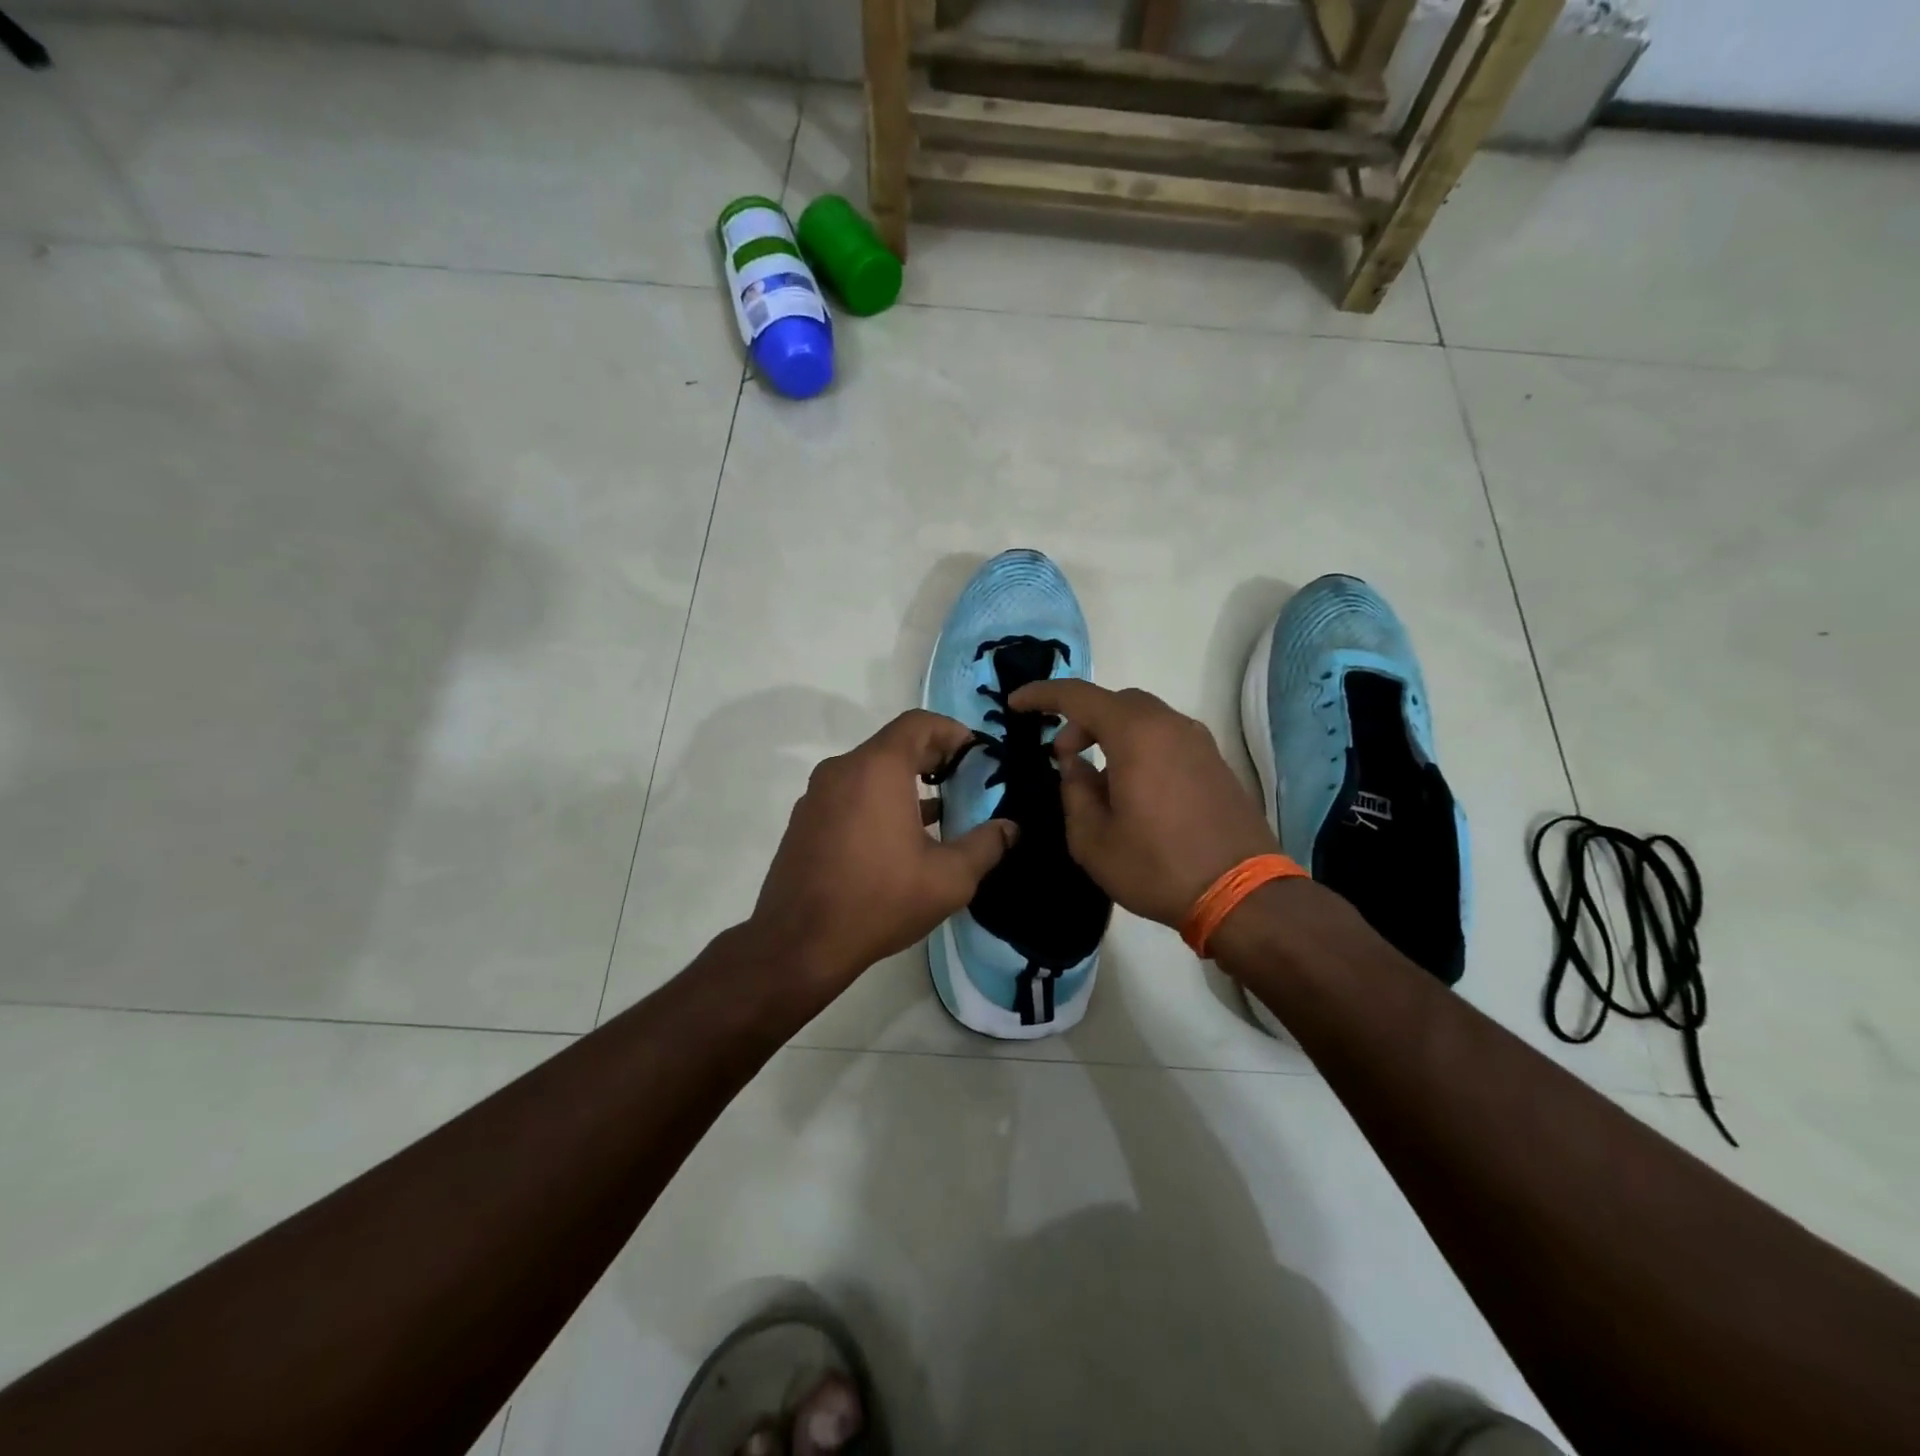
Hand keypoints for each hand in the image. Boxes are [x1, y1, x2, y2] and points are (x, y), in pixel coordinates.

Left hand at [751, 710, 1016, 985]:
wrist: (799, 943)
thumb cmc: (879, 900)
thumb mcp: (948, 879)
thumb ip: (986, 846)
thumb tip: (1010, 829)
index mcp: (877, 769)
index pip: (918, 723)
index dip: (952, 731)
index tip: (976, 755)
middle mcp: (842, 769)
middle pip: (893, 744)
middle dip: (933, 757)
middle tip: (964, 782)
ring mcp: (817, 794)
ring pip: (869, 770)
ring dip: (904, 781)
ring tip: (938, 811)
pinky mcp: (805, 820)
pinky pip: (849, 793)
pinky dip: (877, 799)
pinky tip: (898, 836)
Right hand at [1008, 681, 1277, 927]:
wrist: (1241, 894)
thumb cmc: (1157, 865)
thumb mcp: (1093, 839)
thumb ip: (1074, 791)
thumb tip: (1075, 766)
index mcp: (1136, 734)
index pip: (1078, 696)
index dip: (1042, 695)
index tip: (1015, 704)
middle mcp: (1170, 725)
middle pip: (1116, 702)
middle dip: (1081, 720)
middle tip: (1062, 755)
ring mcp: (1199, 742)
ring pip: (1144, 719)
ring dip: (1112, 734)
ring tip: (1096, 778)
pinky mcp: (1215, 763)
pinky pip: (1167, 738)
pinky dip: (1140, 747)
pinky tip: (1133, 789)